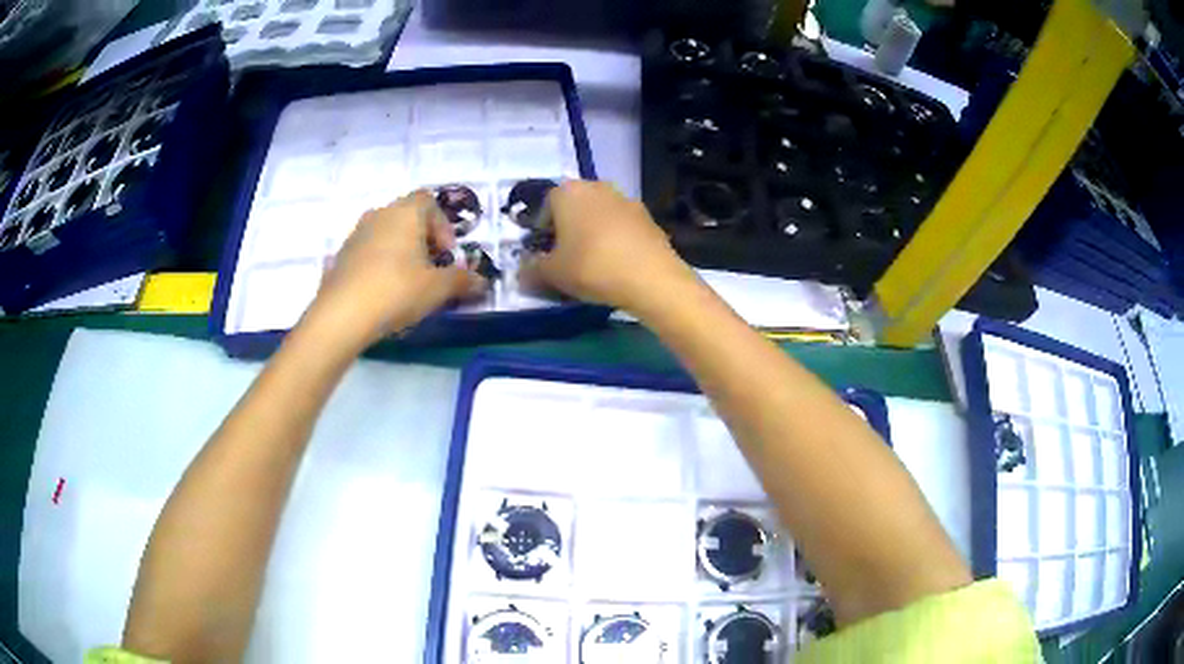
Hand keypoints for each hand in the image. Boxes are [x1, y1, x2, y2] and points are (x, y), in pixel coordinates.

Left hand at [304, 190, 485, 347]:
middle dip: (423, 239)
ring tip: (407, 283)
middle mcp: (379, 214)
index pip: (429, 201)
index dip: (442, 225)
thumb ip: (462, 281)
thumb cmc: (396, 290)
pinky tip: (383, 293)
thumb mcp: (437, 289)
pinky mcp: (341, 256)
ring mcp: (356, 234)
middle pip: (407, 217)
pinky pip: (368, 252)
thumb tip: (483, 281)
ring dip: (400, 252)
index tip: (446, 253)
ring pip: (386, 234)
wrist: (342, 314)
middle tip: (430, 269)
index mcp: (405, 212)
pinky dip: (379, 264)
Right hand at [522, 181, 693, 312]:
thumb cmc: (592, 267)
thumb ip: (531, 271)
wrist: (651, 278)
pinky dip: (615, 240)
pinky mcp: (648, 217)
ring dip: (592, 233)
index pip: (545, 205)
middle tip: (565, 258)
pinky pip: (621, 227)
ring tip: (592, 263)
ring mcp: (625, 199)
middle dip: (567, 229)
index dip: (540, 230)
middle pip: (573, 207)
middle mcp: (596, 187)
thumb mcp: (552, 274)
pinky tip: (617, 264)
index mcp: (567, 192)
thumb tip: (520, 274)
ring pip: (598, 215)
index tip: (544, 253)